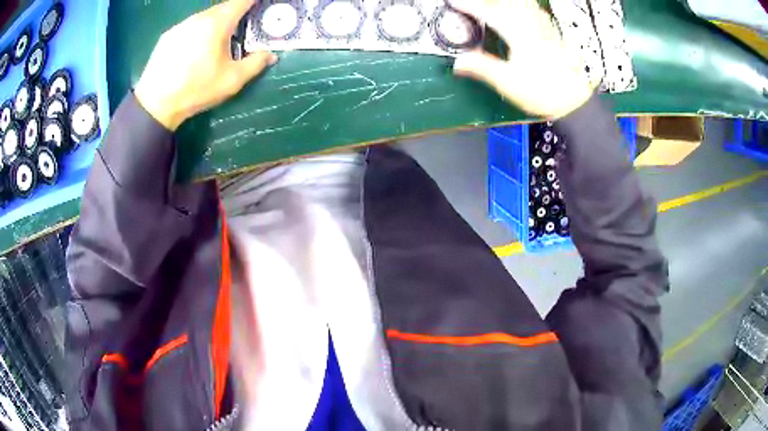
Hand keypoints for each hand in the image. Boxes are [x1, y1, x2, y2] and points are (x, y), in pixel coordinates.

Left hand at [135, 0, 276, 130]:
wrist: (156, 104)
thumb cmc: (196, 90)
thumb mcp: (232, 80)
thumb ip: (255, 64)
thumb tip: (271, 55)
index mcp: (217, 23)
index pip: (241, 2)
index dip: (253, 2)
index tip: (260, 5)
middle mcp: (198, 18)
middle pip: (222, 9)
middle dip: (235, 14)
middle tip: (241, 28)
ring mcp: (180, 26)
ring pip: (204, 17)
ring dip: (215, 24)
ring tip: (216, 42)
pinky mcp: (167, 37)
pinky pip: (189, 27)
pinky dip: (197, 32)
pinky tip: (194, 51)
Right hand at [451, 0, 593, 118]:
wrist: (575, 101)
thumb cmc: (543, 92)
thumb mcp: (509, 83)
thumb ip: (483, 68)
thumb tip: (458, 62)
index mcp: (519, 35)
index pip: (490, 14)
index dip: (471, 7)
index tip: (455, 3)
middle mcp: (532, 27)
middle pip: (508, 4)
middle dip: (489, 1)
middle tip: (475, 3)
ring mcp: (545, 30)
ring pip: (525, 5)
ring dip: (508, 2)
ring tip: (496, 3)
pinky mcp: (554, 36)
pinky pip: (538, 13)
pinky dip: (526, 7)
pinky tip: (525, 9)